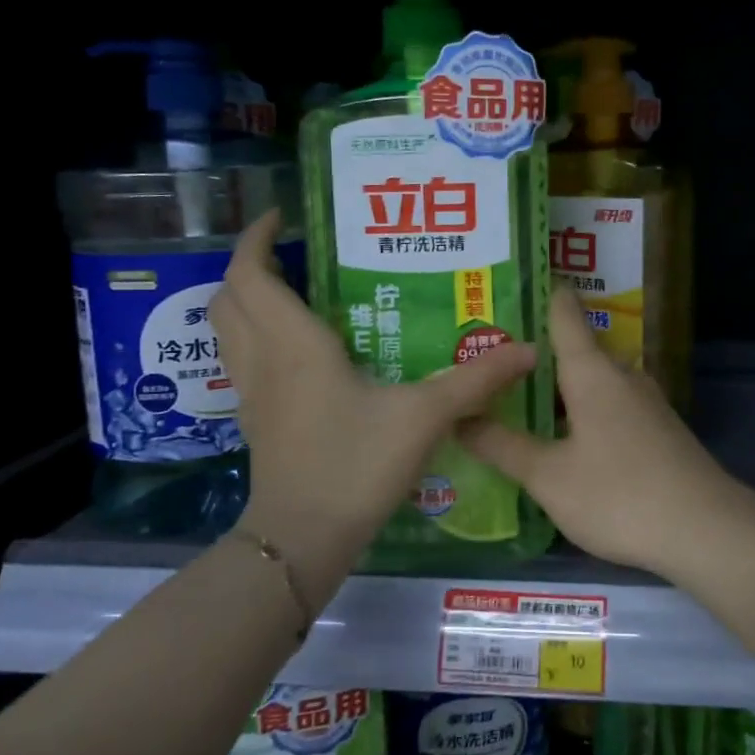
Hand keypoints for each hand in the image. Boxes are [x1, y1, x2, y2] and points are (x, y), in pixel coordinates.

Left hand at [210, 211, 535, 564]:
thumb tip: (527, 350)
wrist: (303, 539)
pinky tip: (301, 350)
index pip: (250, 273)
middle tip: (296, 253)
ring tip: (296, 290)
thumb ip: (474, 381)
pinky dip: (256, 337)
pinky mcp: (256, 419)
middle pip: (229, 296)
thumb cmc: (355, 465)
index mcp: (294, 343)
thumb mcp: (424, 417)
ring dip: (249, 300)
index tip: (285, 216)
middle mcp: (262, 359)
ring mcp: (252, 392)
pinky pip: (242, 360)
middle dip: (252, 264)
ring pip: (227, 329)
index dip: (257, 238)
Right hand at [458, 285, 739, 572]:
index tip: (509, 285)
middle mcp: (621, 375)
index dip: (539, 294)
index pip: (563, 313)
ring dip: (558, 386)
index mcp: (592, 371)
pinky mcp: (657, 430)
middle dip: (535, 353)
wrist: (705, 530)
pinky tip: (562, 435)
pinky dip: (581, 410)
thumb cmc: (619, 494)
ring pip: (593, 381)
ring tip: (516, 395)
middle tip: (489, 358)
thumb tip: (458, 417)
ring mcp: (645, 403)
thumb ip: (503, 445)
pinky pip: (609, 405)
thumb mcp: (549, 476)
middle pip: (575, 349)